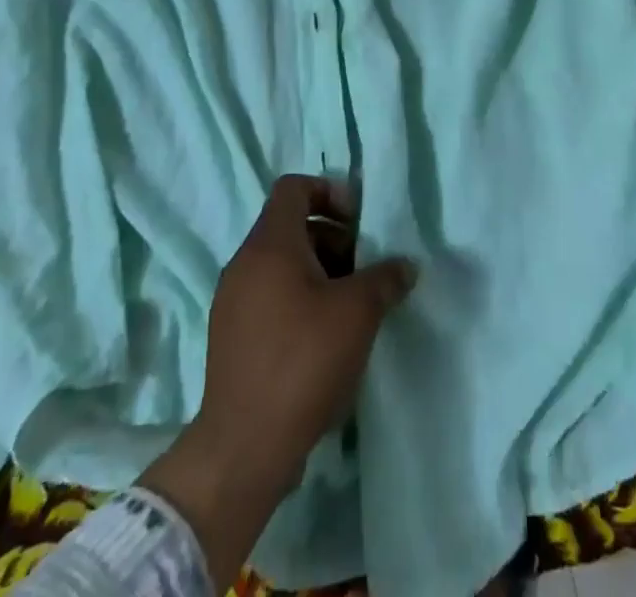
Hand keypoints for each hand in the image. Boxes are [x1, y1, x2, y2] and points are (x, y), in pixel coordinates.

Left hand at [140, 175, 414, 587]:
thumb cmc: (303, 361)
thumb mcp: (357, 313)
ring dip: (319, 272)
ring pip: (281, 264)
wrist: (243, 447)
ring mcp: (232, 300)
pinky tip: (325, 338)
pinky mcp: (230, 336)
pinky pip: (268, 295)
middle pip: (291, 226)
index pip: (293, 188)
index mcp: (269, 244)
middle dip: (332, 239)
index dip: (328, 192)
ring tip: (350, 306)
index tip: (357, 222)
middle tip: (363, 269)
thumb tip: (405, 266)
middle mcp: (244, 262)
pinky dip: (298, 299)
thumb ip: (384, 279)